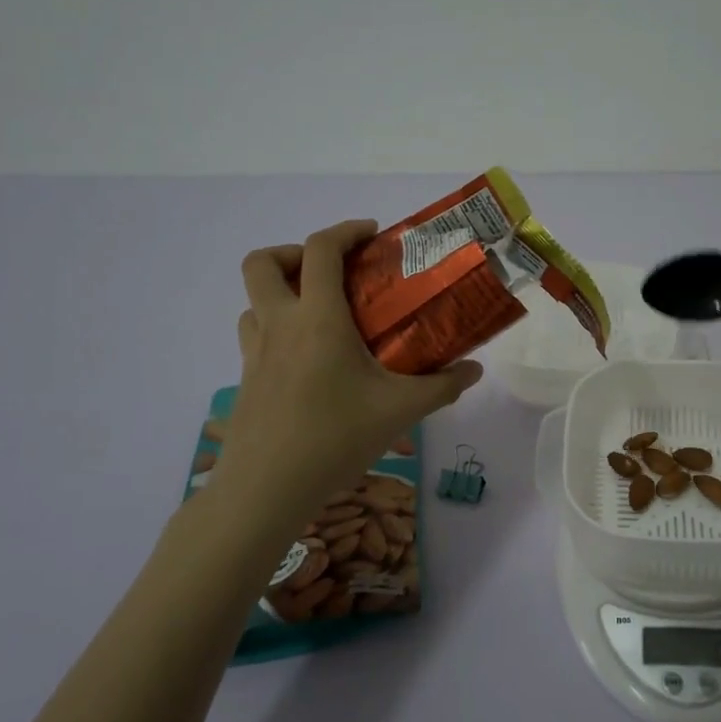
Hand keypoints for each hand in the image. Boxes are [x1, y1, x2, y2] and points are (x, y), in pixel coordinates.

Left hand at [213, 219, 481, 517]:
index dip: (345, 231)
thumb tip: (474, 370)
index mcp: (317, 318)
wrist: (264, 490)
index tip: (372, 235)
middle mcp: (280, 324)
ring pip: (254, 300)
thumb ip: (442, 385)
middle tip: (333, 272)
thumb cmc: (334, 438)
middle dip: (294, 252)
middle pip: (263, 263)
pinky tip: (308, 359)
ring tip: (321, 313)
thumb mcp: (399, 411)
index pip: (320, 250)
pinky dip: (277, 327)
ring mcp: (255, 353)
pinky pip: (256, 334)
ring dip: (283, 291)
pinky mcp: (246, 380)